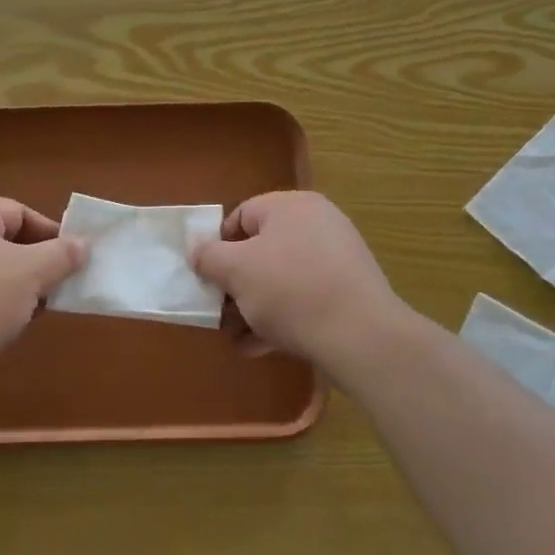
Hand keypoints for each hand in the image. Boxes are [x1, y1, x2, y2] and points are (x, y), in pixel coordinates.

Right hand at [193, 192, 405, 377]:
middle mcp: (317, 224)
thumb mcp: (236, 271)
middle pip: (261, 249)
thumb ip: (208, 256)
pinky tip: (260, 347)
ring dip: (253, 307)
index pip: (241, 215)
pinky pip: (304, 299)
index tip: (207, 277)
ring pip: (281, 279)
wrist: (360, 336)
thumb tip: (195, 247)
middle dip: (236, 283)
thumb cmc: (290, 290)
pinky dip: (280, 319)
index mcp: (291, 206)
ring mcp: (337, 259)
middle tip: (219, 311)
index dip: (218, 245)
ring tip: (236, 336)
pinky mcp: (348, 293)